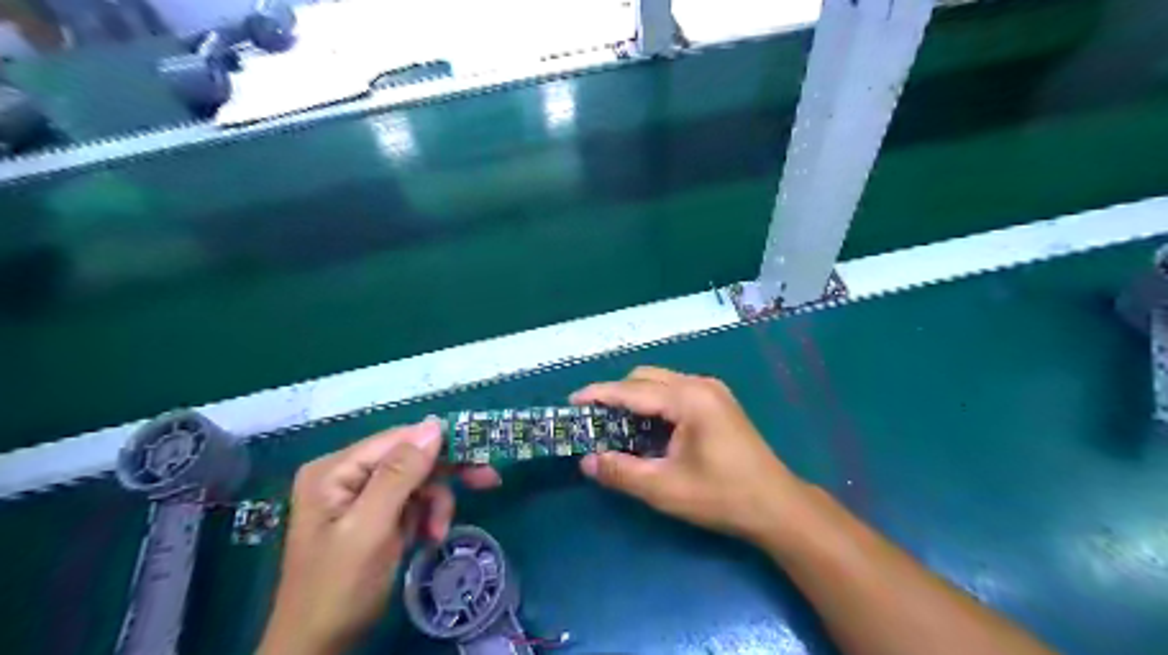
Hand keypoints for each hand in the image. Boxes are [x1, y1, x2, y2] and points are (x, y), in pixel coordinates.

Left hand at [256, 420, 499, 654]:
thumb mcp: (370, 529)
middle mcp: (347, 474)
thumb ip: (400, 475)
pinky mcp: (375, 516)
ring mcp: (361, 496)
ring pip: (418, 481)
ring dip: (436, 504)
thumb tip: (434, 425)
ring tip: (438, 533)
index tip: (481, 451)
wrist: (317, 648)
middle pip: (410, 458)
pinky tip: (428, 537)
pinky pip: (413, 503)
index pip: (399, 439)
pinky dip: (427, 517)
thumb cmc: (338, 588)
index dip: (441, 442)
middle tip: (488, 479)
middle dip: (445, 475)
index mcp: (336, 470)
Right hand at [571, 365, 809, 544]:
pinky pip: (675, 392)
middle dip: (616, 395)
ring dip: (635, 399)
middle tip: (594, 421)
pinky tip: (647, 429)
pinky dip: (654, 405)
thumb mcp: (664, 488)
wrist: (776, 506)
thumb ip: (621, 471)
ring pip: (660, 383)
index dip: (599, 395)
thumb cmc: (721, 496)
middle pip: (645, 378)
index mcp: (689, 399)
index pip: (632, 390)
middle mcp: (700, 385)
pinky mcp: (718, 402)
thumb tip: (586, 461)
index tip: (571, 402)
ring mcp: (712, 391)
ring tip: (616, 426)